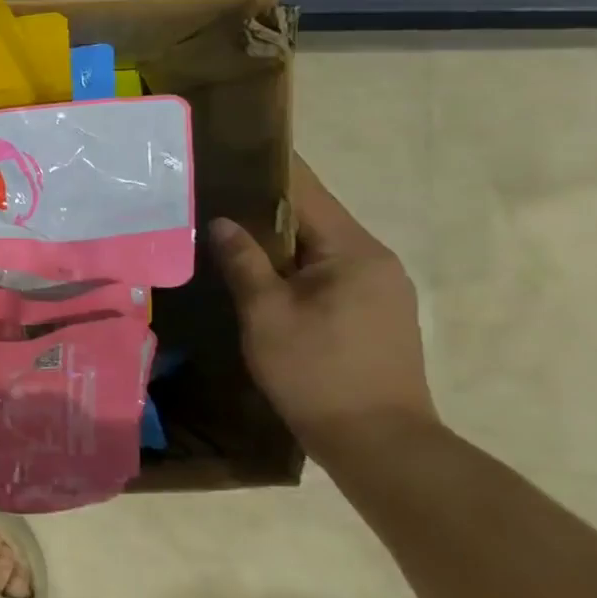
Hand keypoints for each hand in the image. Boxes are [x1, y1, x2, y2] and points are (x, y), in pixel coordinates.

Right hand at [209, 157, 436, 447]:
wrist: (378, 443)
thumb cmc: (317, 372)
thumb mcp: (267, 315)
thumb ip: (244, 262)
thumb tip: (222, 222)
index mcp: (354, 252)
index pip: (308, 193)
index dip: (268, 172)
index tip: (233, 154)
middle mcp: (376, 261)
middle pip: (314, 220)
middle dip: (265, 210)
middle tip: (214, 199)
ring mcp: (382, 290)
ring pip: (319, 250)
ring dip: (278, 243)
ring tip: (228, 236)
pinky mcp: (376, 315)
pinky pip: (328, 275)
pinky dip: (294, 269)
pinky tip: (261, 278)